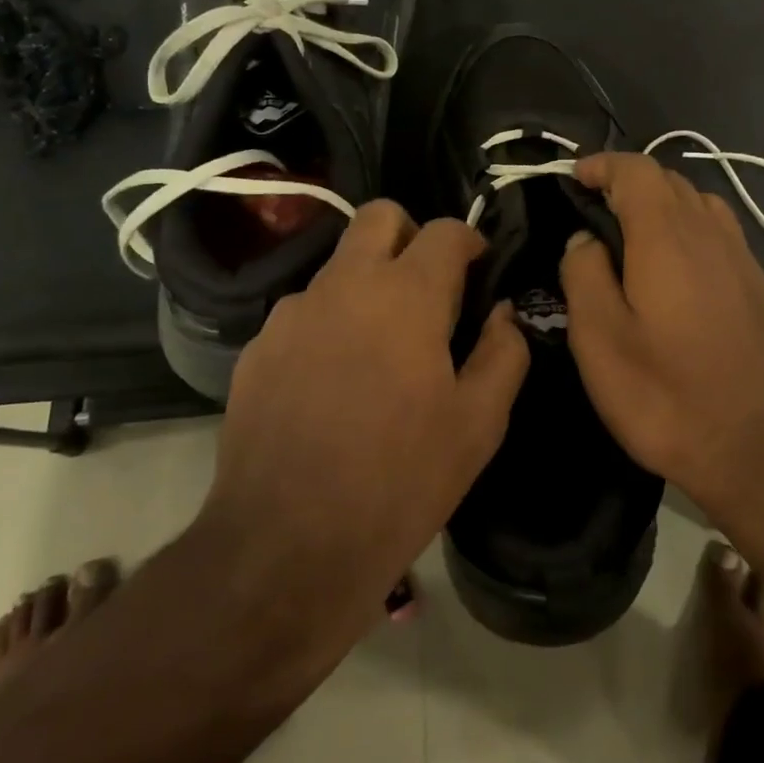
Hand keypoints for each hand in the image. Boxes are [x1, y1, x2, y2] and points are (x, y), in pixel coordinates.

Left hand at [202, 202, 529, 631]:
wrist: (287, 546)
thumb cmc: (401, 480)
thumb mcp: (480, 423)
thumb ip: (505, 352)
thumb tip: (503, 313)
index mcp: (406, 295)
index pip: (444, 231)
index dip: (470, 241)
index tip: (479, 269)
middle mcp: (345, 285)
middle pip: (379, 216)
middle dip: (411, 235)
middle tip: (429, 287)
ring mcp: (293, 314)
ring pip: (339, 266)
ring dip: (368, 284)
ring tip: (380, 349)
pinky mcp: (258, 348)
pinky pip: (304, 313)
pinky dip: (330, 324)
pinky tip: (334, 383)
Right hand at [559, 154, 763, 517]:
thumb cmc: (670, 398)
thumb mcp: (601, 342)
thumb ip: (584, 275)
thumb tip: (584, 238)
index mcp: (667, 236)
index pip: (636, 170)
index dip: (602, 164)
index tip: (574, 176)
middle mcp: (711, 233)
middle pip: (670, 181)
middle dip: (629, 182)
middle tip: (594, 210)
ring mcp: (743, 259)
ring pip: (699, 205)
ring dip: (662, 205)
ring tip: (631, 236)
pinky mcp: (760, 287)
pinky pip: (719, 234)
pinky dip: (689, 230)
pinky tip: (674, 271)